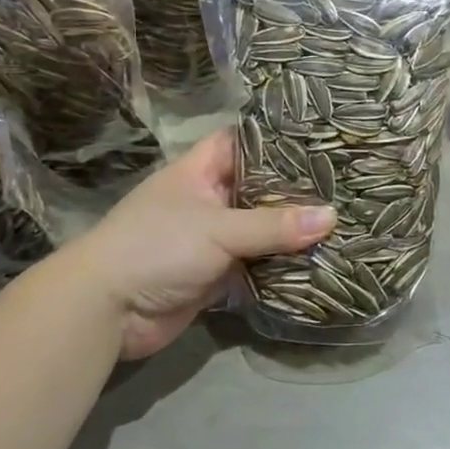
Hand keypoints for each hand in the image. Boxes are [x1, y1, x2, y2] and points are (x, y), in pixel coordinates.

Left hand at [76, 129, 333, 360]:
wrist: (106, 310)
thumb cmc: (156, 247)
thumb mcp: (218, 228)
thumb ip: (274, 225)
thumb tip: (332, 216)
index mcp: (198, 173)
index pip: (241, 142)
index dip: (275, 138)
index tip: (318, 137)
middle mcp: (206, 200)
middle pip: (257, 188)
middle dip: (294, 190)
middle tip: (343, 182)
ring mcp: (210, 239)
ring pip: (259, 230)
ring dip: (291, 232)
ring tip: (343, 219)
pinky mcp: (215, 275)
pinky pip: (255, 265)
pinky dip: (280, 265)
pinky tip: (318, 259)